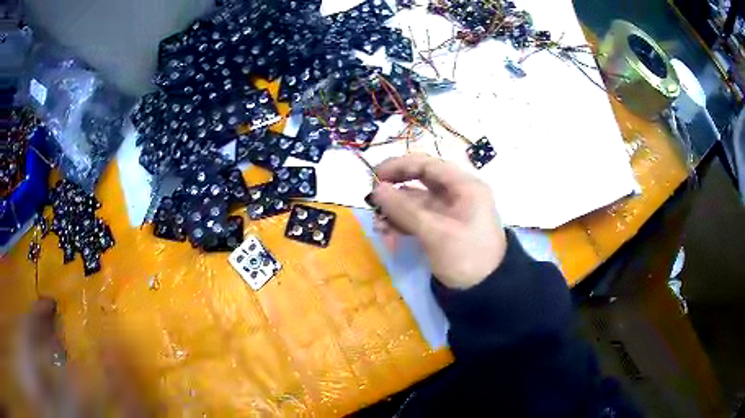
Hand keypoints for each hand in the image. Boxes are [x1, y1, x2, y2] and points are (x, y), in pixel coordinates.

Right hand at [370, 154, 506, 288]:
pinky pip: (419, 219)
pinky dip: (403, 224)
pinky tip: (388, 235)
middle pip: (420, 182)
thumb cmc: (466, 257)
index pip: (428, 164)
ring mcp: (450, 212)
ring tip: (379, 228)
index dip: (400, 166)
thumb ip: (404, 209)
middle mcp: (458, 194)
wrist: (485, 291)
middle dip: (395, 192)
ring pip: (416, 203)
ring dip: (396, 212)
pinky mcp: (443, 229)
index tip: (375, 176)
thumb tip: (376, 190)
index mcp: (464, 186)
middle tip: (373, 202)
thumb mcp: (435, 233)